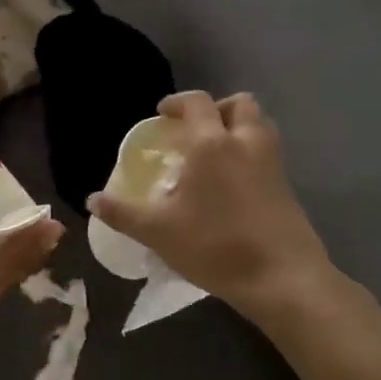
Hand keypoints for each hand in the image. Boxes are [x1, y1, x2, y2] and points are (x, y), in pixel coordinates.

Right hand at [88, 91, 331, 323]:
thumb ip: (124, 214)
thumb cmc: (215, 246)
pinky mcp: (288, 185)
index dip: (177, 102)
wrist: (282, 277)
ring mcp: (272, 162)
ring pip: (259, 126)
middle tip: (195, 131)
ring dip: (238, 128)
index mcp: (212, 143)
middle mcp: (246, 142)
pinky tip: (234, 186)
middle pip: (239, 104)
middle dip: (216, 109)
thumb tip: (92, 200)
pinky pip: (268, 154)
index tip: (162, 114)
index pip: (197, 102)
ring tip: (216, 155)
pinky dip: (251, 155)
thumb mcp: (159, 232)